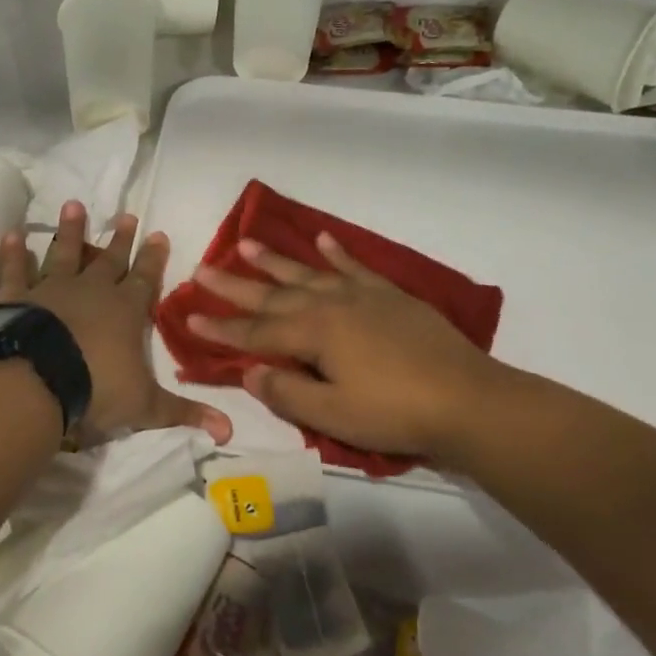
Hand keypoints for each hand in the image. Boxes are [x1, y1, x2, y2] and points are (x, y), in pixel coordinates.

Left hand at [0, 202, 232, 445]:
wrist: (37, 380)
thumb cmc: (96, 388)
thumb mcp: (145, 406)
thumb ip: (184, 413)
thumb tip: (228, 433)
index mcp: (125, 310)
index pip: (146, 278)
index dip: (154, 258)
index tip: (159, 233)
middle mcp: (92, 290)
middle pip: (109, 259)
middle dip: (120, 239)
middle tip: (126, 216)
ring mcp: (52, 289)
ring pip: (64, 253)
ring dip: (70, 231)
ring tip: (73, 205)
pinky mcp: (17, 297)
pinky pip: (15, 270)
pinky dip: (13, 253)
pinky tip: (12, 235)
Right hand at [187, 232, 518, 461]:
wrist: (467, 399)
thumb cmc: (394, 413)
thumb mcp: (332, 415)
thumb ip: (286, 392)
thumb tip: (248, 372)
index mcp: (313, 334)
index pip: (255, 332)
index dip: (220, 328)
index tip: (188, 317)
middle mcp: (330, 305)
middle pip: (273, 295)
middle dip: (235, 285)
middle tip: (203, 269)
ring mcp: (362, 296)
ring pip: (308, 273)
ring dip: (276, 260)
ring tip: (246, 243)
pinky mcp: (390, 295)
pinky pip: (355, 267)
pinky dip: (336, 253)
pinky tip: (322, 239)